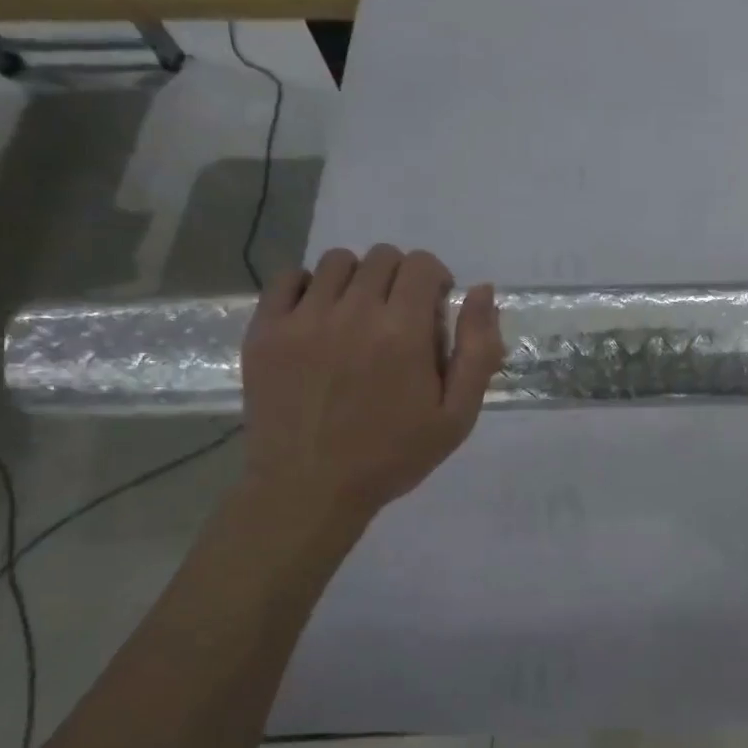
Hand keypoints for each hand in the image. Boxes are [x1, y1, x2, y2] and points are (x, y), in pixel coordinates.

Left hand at [238, 245, 502, 555]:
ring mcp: (303, 319)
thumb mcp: (457, 415)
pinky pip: (287, 278)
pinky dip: (308, 286)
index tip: (433, 308)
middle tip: (399, 315)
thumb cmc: (392, 456)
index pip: (421, 264)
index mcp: (403, 332)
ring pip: (336, 262)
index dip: (435, 278)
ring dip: (357, 279)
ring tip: (358, 314)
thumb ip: (477, 350)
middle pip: (381, 256)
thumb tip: (482, 291)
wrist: (308, 490)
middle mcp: (353, 313)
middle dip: (400, 277)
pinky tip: (319, 316)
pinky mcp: (265, 331)